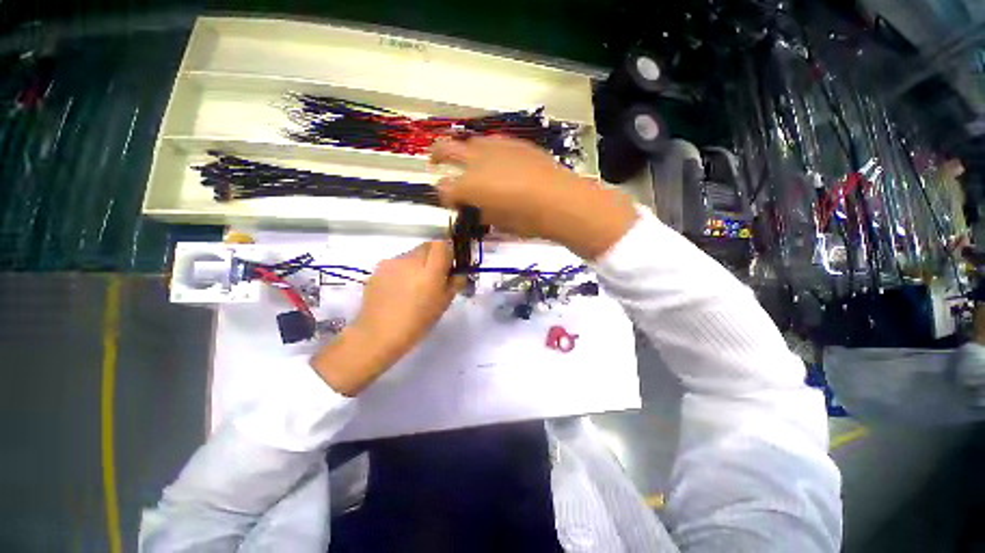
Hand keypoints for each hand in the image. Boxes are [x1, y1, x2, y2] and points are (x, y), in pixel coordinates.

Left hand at [310, 241, 460, 395]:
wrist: (378, 334)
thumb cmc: (417, 322)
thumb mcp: (444, 303)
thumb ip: (454, 282)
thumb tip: (457, 272)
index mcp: (430, 270)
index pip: (441, 244)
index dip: (447, 252)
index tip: (448, 266)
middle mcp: (411, 260)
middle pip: (427, 246)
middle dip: (433, 256)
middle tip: (433, 276)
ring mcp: (392, 262)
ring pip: (412, 254)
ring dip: (417, 263)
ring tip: (413, 285)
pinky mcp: (379, 268)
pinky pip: (397, 262)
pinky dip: (403, 270)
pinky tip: (399, 289)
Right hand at [431, 136, 636, 258]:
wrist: (560, 200)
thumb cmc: (526, 220)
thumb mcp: (498, 223)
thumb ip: (480, 212)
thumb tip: (475, 206)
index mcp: (469, 186)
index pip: (443, 188)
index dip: (444, 197)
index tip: (452, 203)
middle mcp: (476, 161)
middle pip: (445, 149)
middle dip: (436, 156)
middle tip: (435, 162)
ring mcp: (496, 147)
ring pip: (469, 142)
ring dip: (463, 151)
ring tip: (468, 161)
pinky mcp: (515, 143)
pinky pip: (493, 142)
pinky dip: (487, 151)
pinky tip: (496, 160)